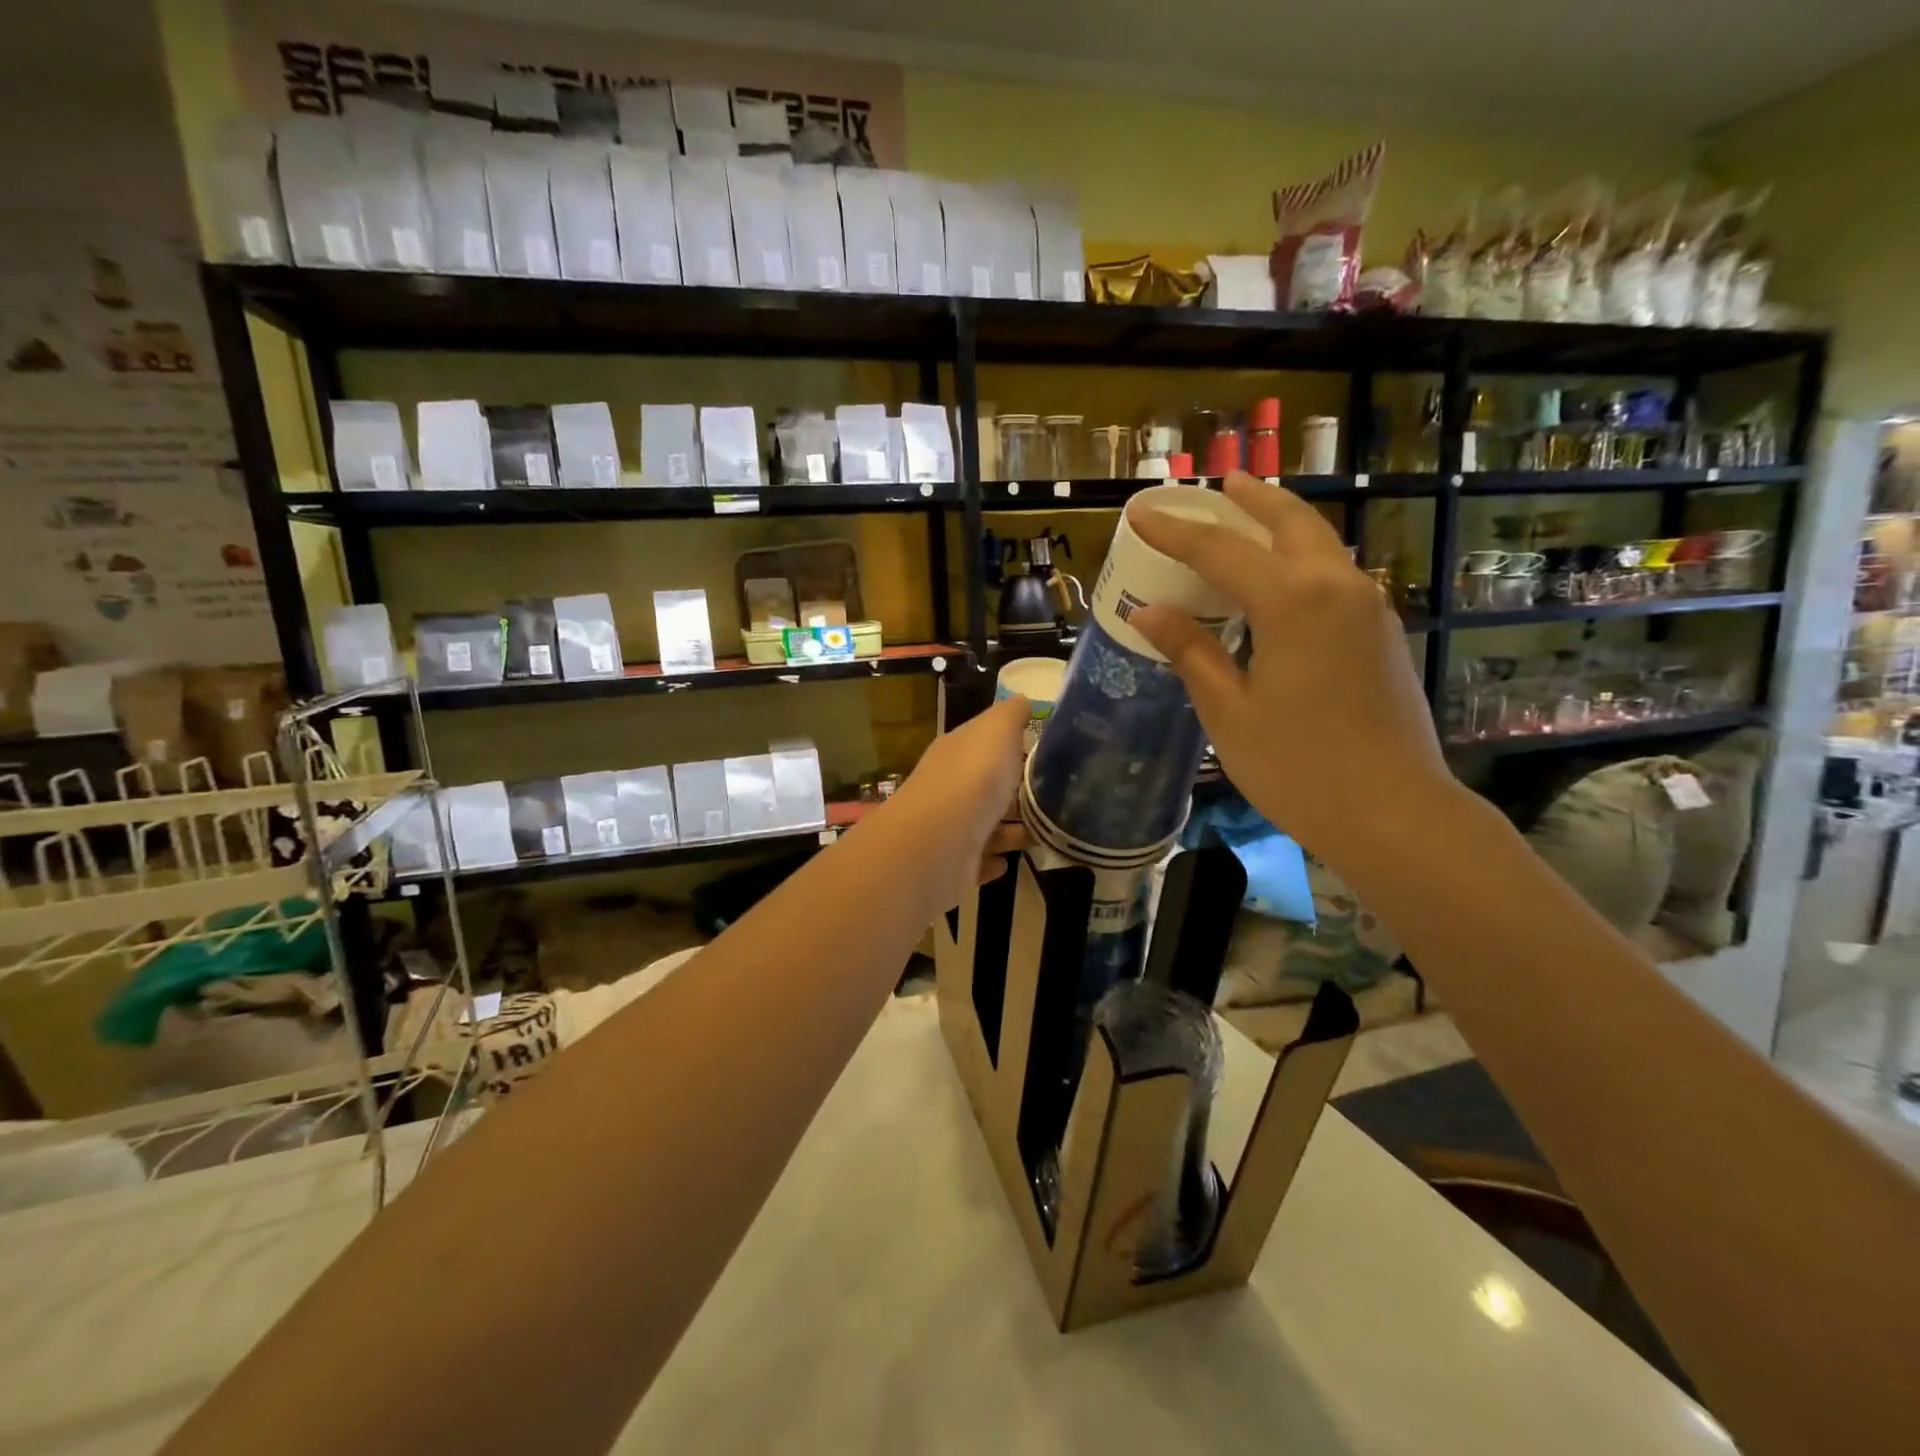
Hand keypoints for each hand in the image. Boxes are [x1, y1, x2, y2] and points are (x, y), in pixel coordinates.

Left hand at [883, 694, 1031, 902]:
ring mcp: (953, 828)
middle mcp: (952, 787)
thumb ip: (1011, 715)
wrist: (937, 843)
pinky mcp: (956, 865)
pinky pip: (980, 861)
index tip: (1049, 752)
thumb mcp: (996, 731)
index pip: (986, 743)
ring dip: (1015, 828)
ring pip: (989, 825)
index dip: (1014, 744)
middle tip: (1061, 794)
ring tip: (1050, 830)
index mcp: (958, 752)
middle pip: (990, 786)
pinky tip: (1012, 861)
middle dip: (1019, 790)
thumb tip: (1023, 700)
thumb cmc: (972, 779)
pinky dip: (995, 860)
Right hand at [1129, 472, 1453, 865]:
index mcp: (1294, 602)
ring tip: (1249, 516)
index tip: (1140, 511)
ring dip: (1282, 524)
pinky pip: (1335, 575)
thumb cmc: (1298, 767)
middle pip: (1290, 523)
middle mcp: (1338, 588)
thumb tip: (1149, 613)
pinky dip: (1302, 559)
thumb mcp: (1228, 711)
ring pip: (1321, 544)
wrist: (1394, 813)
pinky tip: (1282, 579)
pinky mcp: (1383, 633)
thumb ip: (1191, 652)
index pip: (1220, 551)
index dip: (1176, 531)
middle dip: (1251, 501)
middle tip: (1220, 485)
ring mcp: (1370, 608)